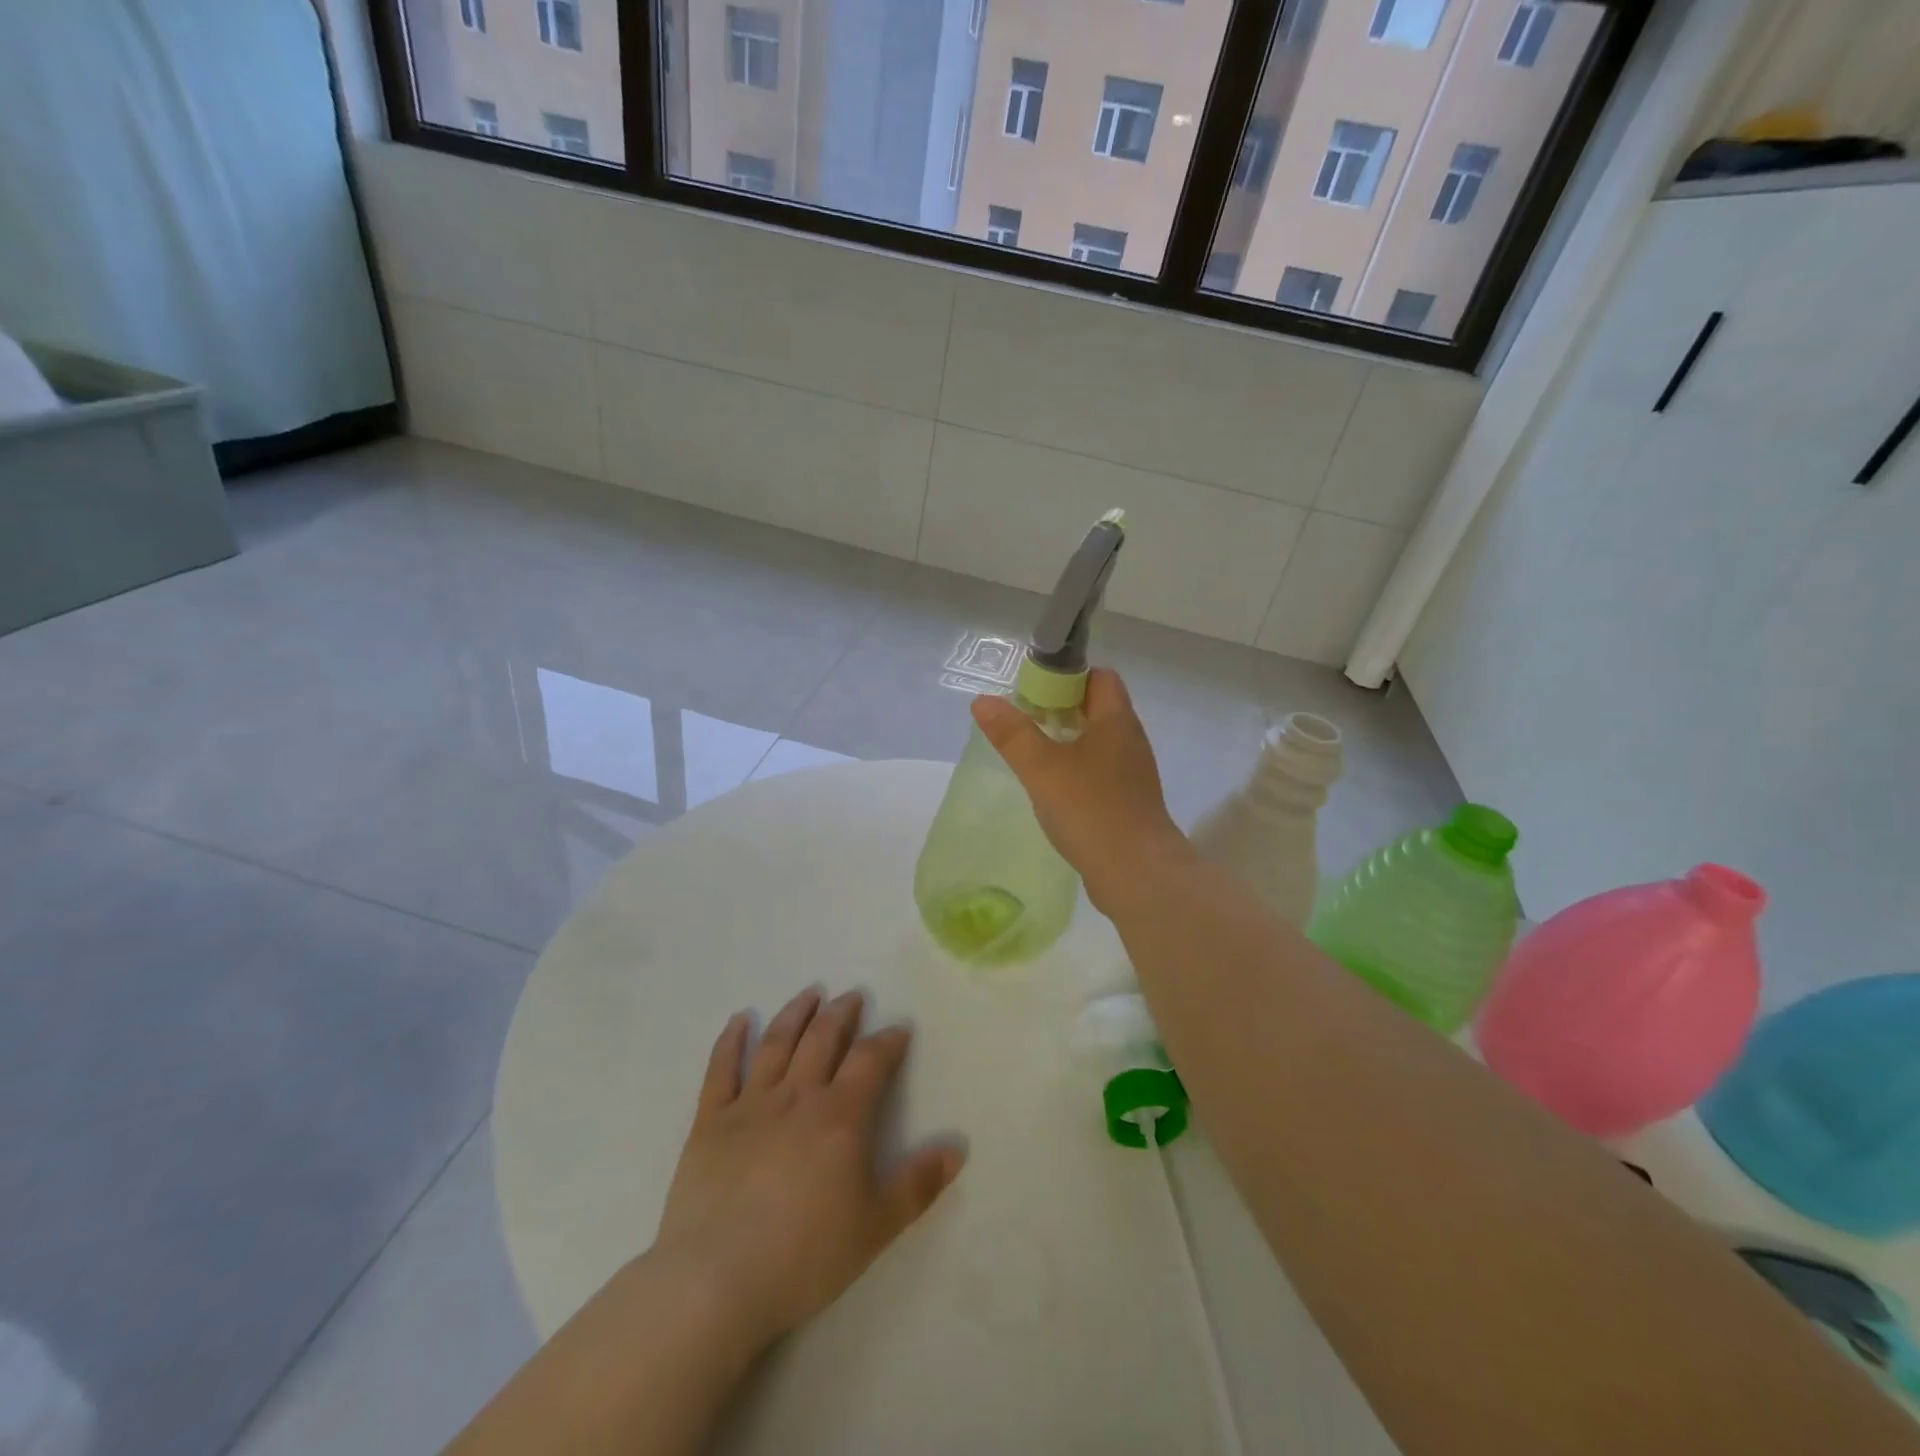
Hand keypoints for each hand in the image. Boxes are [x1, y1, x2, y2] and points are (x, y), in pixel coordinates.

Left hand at [654, 987, 964, 1352]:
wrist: (715, 1281)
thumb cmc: (804, 1256)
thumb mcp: (875, 1227)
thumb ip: (918, 1185)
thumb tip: (958, 1148)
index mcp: (839, 1117)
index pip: (870, 1061)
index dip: (887, 1041)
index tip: (898, 1029)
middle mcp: (796, 1097)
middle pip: (822, 1040)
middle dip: (841, 1014)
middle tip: (852, 996)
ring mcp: (750, 1105)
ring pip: (776, 1044)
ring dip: (795, 1014)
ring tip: (809, 994)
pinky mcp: (710, 1123)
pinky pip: (721, 1070)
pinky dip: (730, 1041)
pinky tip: (738, 1021)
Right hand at [971, 668, 1190, 911]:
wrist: (1136, 873)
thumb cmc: (1090, 809)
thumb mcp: (1042, 767)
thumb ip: (1012, 734)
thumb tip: (984, 701)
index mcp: (1116, 721)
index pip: (1099, 677)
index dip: (1067, 676)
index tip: (1034, 691)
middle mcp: (1130, 741)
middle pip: (1097, 708)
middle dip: (1061, 709)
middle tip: (1024, 722)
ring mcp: (1133, 774)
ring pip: (1098, 743)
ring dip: (1067, 742)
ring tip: (1033, 755)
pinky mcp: (1129, 803)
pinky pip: (1101, 773)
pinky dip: (1077, 771)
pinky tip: (1054, 790)